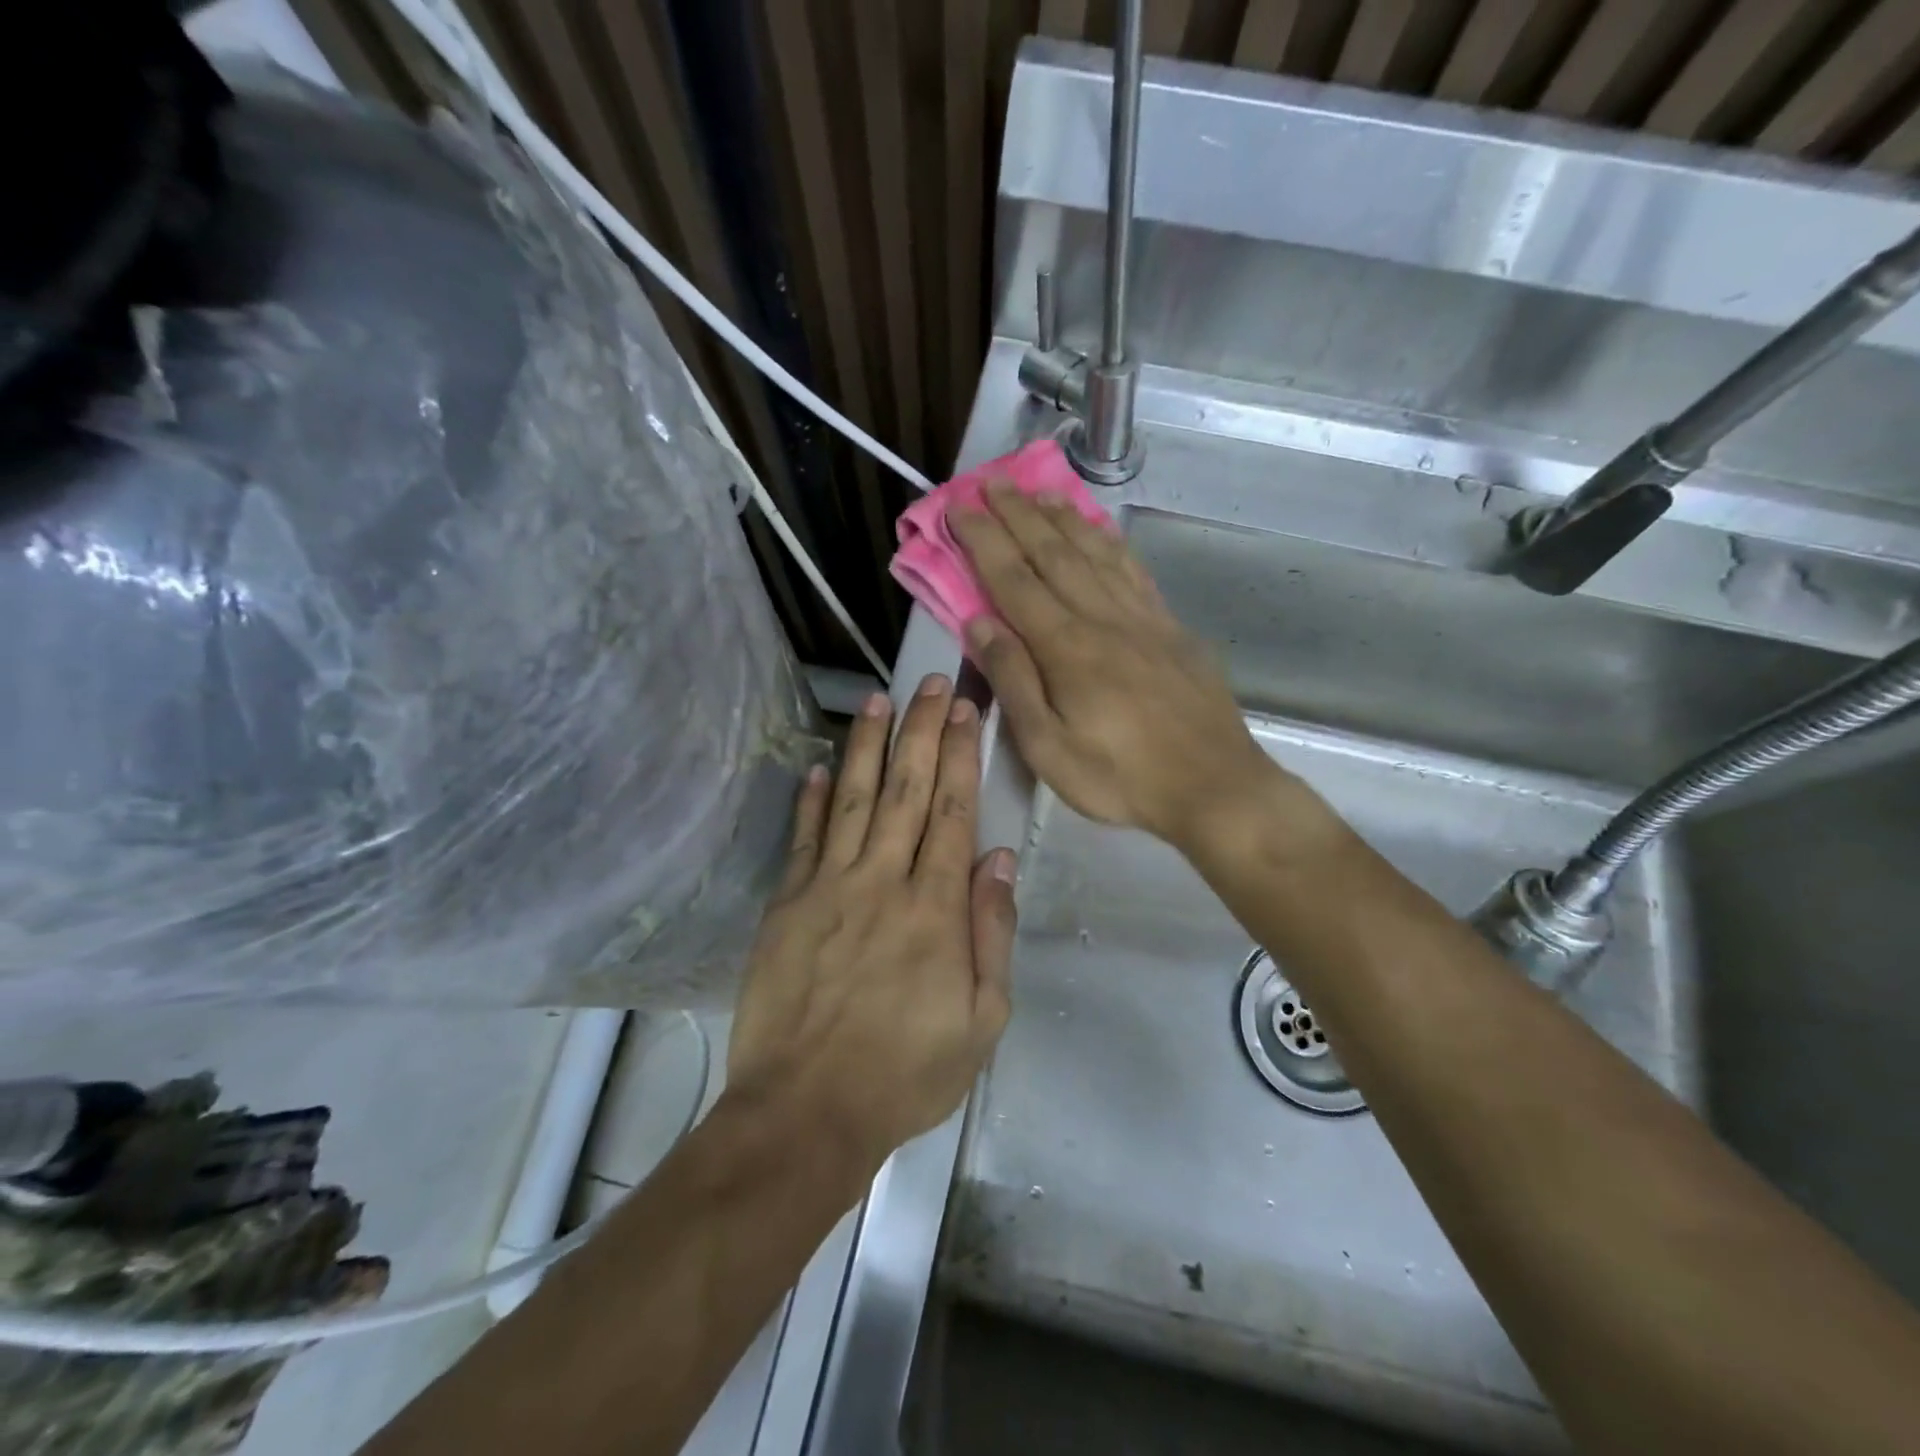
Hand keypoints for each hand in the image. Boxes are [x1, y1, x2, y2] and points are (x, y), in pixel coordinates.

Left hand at [726, 675, 1016, 1175]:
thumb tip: (998, 859)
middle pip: (907, 791)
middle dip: (922, 731)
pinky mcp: (786, 905)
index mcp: (935, 908)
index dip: (961, 755)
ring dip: (867, 747)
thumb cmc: (906, 1072)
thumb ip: (992, 932)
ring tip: (877, 701)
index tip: (966, 709)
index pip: (953, 812)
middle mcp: (882, 882)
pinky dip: (811, 800)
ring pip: (853, 800)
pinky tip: (818, 767)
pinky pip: (803, 840)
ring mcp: (828, 888)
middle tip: (930, 682)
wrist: (806, 1112)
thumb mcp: (982, 1020)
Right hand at [949, 485, 1276, 850]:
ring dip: (1061, 518)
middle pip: (1053, 554)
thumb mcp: (1049, 748)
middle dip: (1017, 514)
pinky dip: (1110, 543)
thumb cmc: (1121, 777)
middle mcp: (1102, 619)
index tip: (960, 505)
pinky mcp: (1170, 627)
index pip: (1014, 581)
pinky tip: (1099, 530)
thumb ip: (1014, 682)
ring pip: (1094, 553)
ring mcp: (1142, 618)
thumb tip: (979, 623)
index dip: (983, 540)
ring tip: (1037, 492)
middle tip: (989, 481)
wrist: (1214, 785)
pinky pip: (1133, 571)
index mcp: (1067, 648)